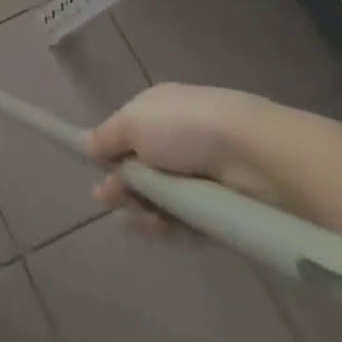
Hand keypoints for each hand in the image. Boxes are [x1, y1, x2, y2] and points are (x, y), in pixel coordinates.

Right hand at [85, 83, 290, 240]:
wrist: (253, 157)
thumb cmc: (183, 128)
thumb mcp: (132, 123)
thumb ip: (106, 138)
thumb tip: (88, 145)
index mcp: (159, 111)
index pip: (128, 134)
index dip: (110, 154)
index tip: (95, 171)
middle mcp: (179, 141)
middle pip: (142, 170)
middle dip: (123, 186)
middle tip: (110, 200)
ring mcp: (201, 178)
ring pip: (161, 200)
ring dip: (142, 211)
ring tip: (133, 219)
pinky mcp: (220, 212)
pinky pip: (186, 224)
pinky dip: (169, 229)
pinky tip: (155, 230)